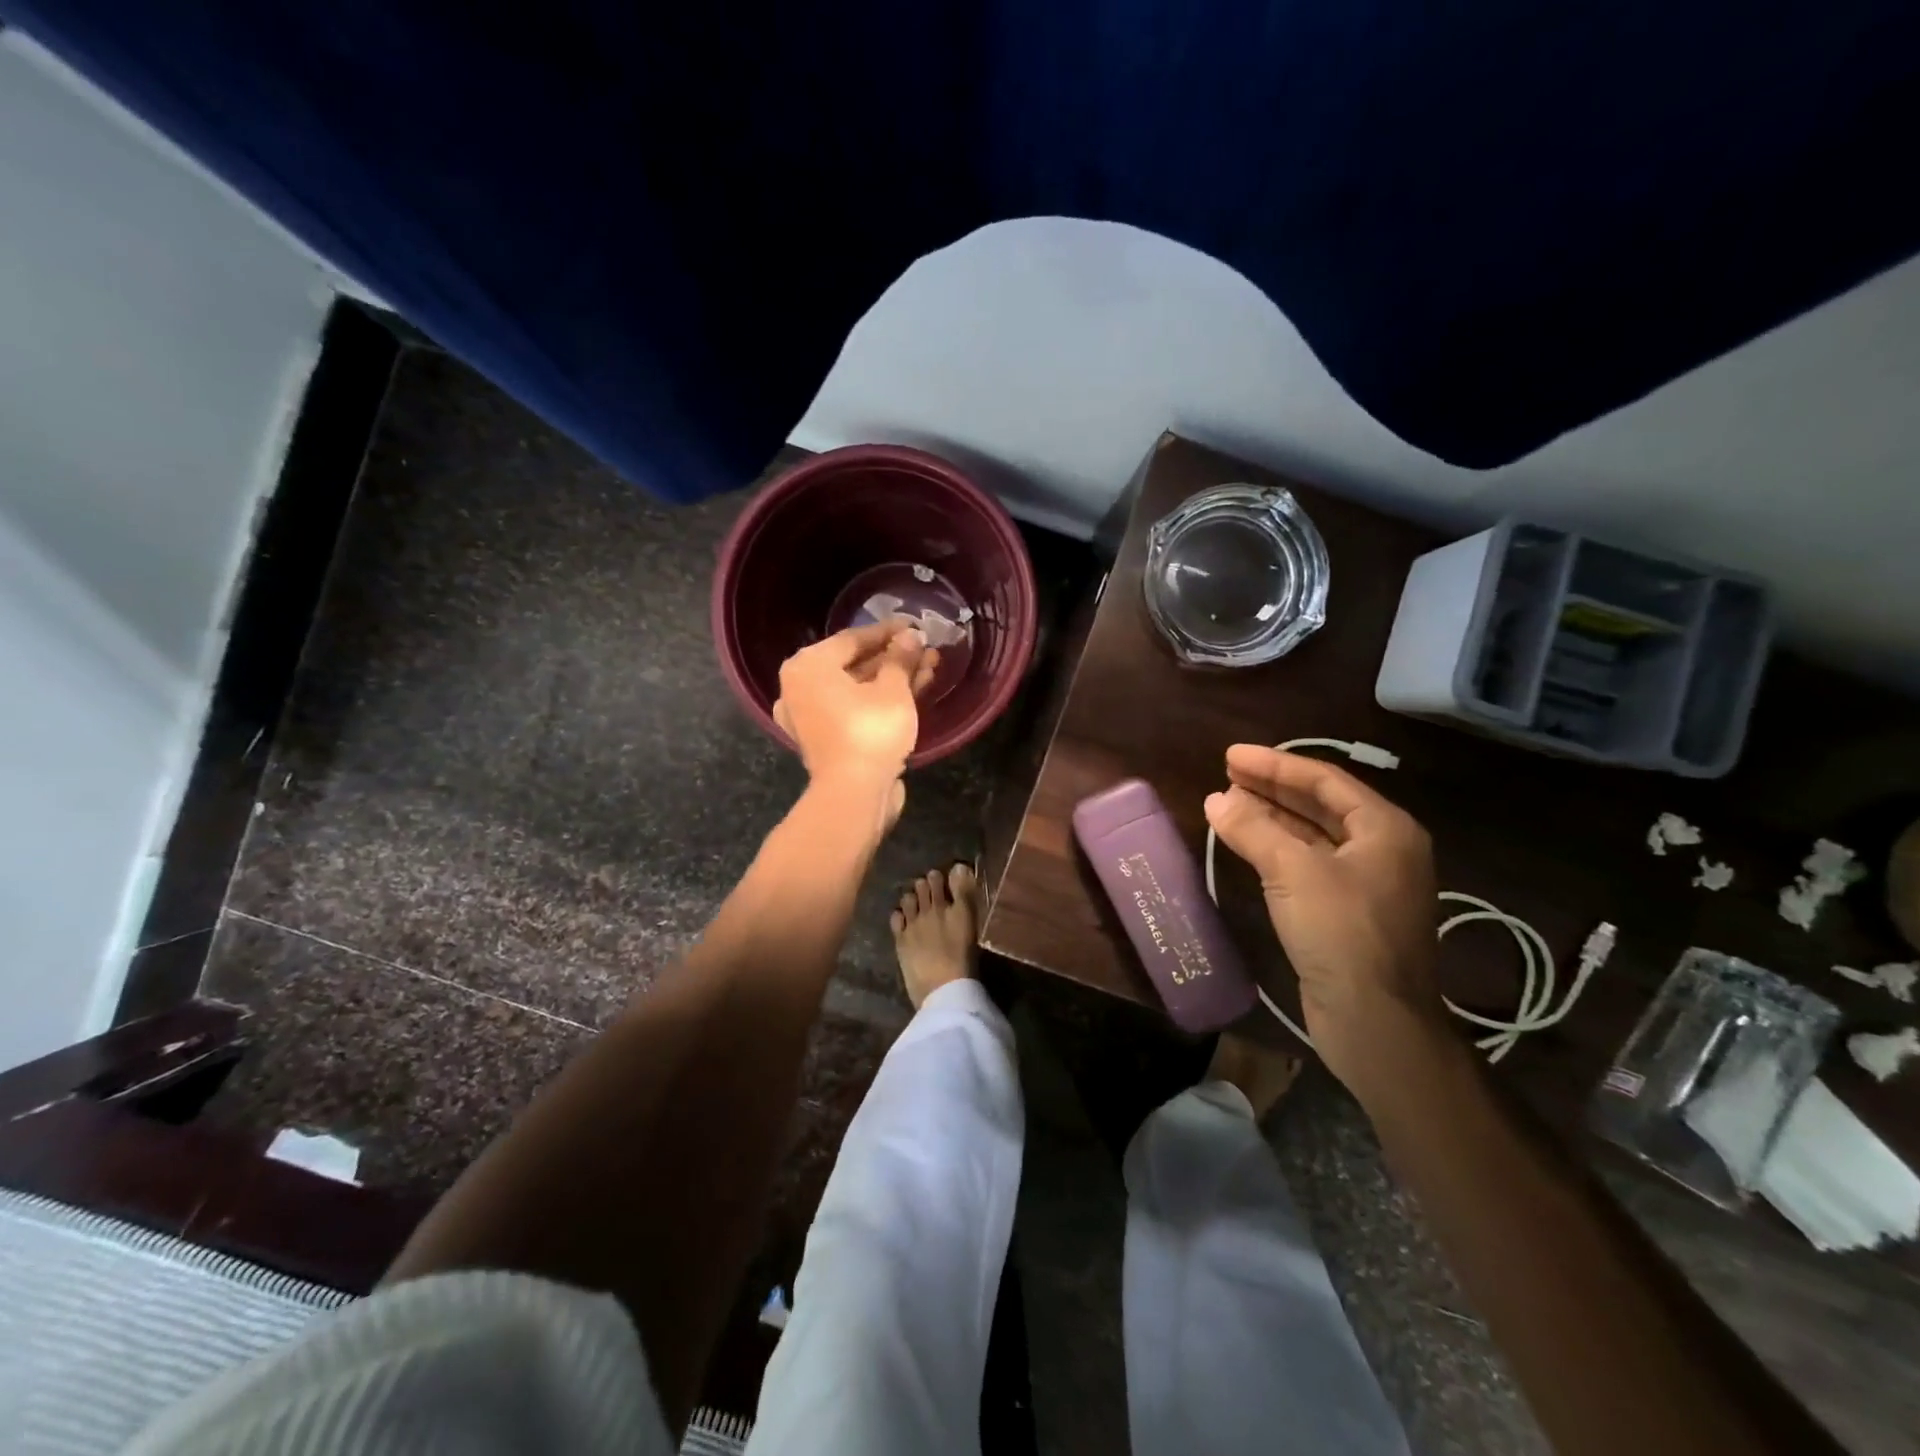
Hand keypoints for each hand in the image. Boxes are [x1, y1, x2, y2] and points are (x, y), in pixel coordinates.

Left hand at [773, 620, 937, 818]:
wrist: (854, 793)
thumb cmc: (870, 730)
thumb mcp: (893, 689)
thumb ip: (901, 658)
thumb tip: (911, 635)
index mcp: (808, 666)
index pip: (853, 638)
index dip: (889, 632)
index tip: (916, 625)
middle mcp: (801, 687)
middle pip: (855, 664)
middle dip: (895, 658)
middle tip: (926, 650)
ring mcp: (810, 716)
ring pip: (858, 689)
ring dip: (893, 679)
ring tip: (930, 668)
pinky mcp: (826, 739)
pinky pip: (854, 709)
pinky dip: (880, 701)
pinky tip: (914, 692)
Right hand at [1203, 744, 1443, 1092]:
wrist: (1374, 1019)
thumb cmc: (1341, 932)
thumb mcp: (1292, 871)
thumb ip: (1253, 829)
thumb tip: (1215, 799)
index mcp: (1386, 828)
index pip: (1324, 779)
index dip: (1274, 764)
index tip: (1231, 755)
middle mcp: (1383, 849)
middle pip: (1320, 804)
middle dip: (1272, 787)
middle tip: (1227, 773)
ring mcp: (1367, 882)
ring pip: (1314, 835)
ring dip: (1272, 817)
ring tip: (1229, 802)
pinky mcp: (1348, 911)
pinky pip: (1309, 863)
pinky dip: (1278, 848)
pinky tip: (1248, 843)